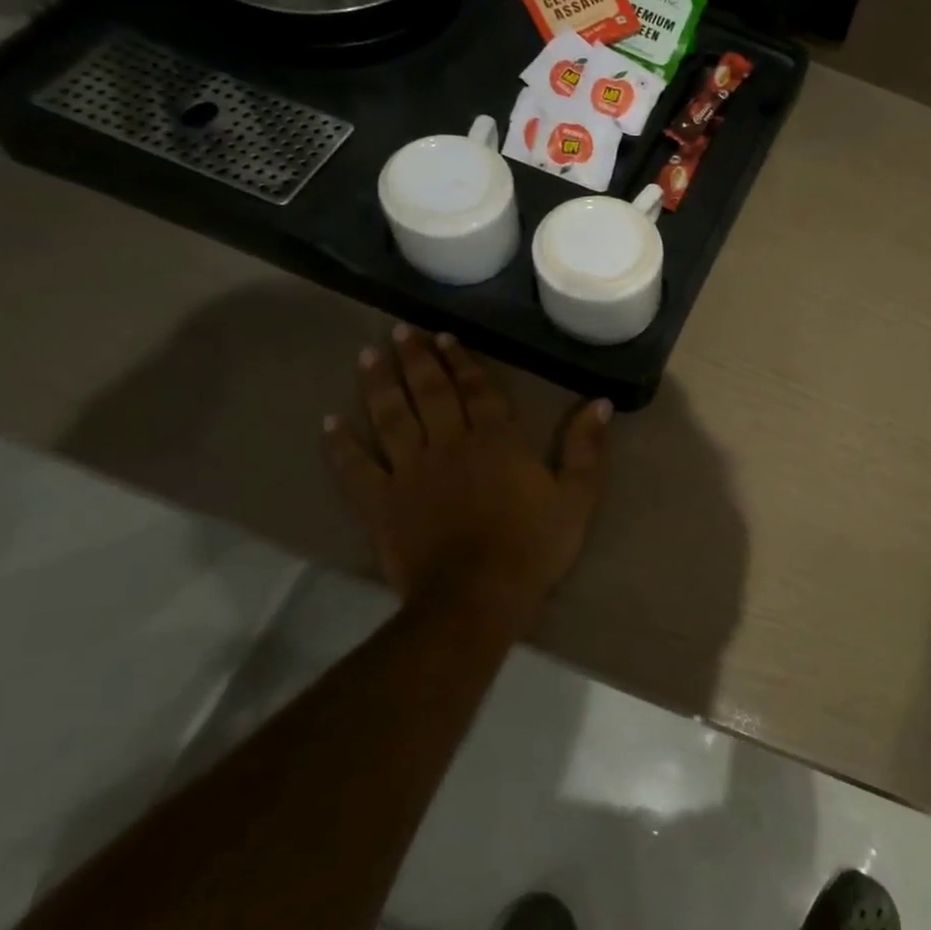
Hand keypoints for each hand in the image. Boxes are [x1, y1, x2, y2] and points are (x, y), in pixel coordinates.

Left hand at [323, 325, 609, 623]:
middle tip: (401, 332)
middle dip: (416, 359)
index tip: (445, 336)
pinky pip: (355, 468)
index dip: (461, 361)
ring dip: (379, 384)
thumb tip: (600, 403)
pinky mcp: (381, 503)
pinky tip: (330, 422)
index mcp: (496, 441)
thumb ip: (588, 448)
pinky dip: (341, 444)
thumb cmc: (533, 546)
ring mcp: (409, 472)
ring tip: (369, 355)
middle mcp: (448, 444)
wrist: (478, 597)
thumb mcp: (578, 497)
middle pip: (429, 393)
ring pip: (390, 418)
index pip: (477, 390)